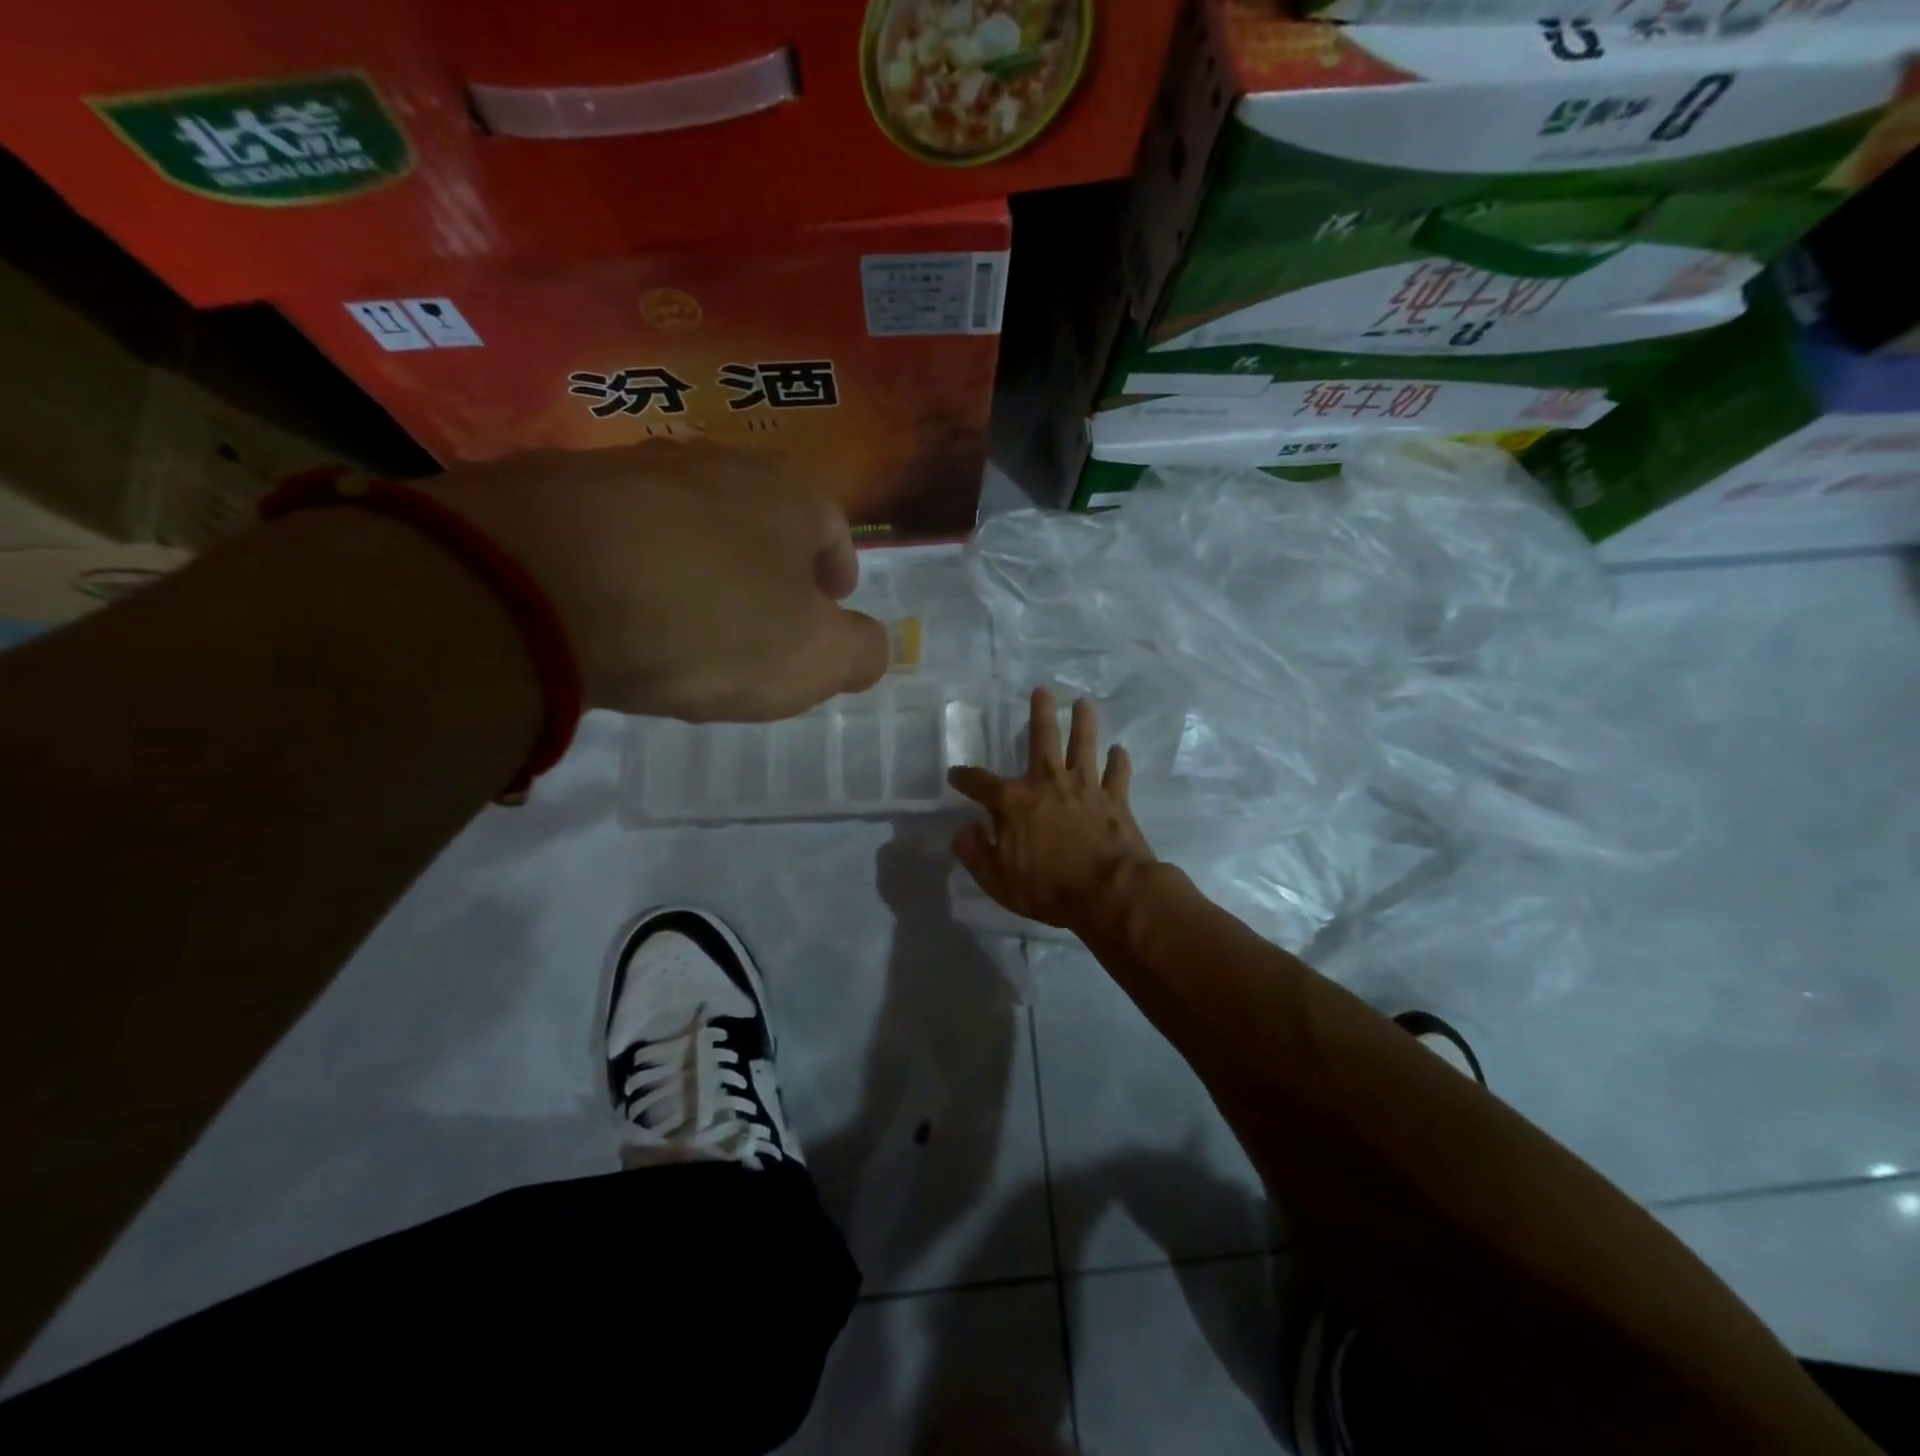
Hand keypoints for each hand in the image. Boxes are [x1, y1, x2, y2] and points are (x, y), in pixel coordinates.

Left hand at [428, 440, 889, 719]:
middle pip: (760, 517)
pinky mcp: (556, 487)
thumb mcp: (814, 661)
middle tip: (761, 618)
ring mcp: (632, 468)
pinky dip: (633, 564)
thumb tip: (871, 647)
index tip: (829, 604)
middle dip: (770, 565)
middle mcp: (716, 465)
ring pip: (688, 519)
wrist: (543, 586)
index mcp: (789, 498)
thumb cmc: (712, 623)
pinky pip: (619, 530)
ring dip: (700, 562)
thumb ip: (860, 654)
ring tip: (687, 618)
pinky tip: (618, 606)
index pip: (833, 529)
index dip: (837, 570)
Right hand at [948, 688, 1156, 931]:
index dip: (964, 777)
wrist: (1110, 893)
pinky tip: (1120, 750)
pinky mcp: (1115, 799)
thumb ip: (975, 853)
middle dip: (1040, 713)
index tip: (955, 774)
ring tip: (1084, 704)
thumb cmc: (1048, 889)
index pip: (980, 783)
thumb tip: (962, 830)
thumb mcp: (998, 880)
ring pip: (1084, 745)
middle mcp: (1048, 783)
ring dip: (1084, 723)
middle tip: (1042, 690)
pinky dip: (1119, 761)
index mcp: (1014, 803)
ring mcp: (1085, 787)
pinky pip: (1117, 773)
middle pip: (1042, 739)